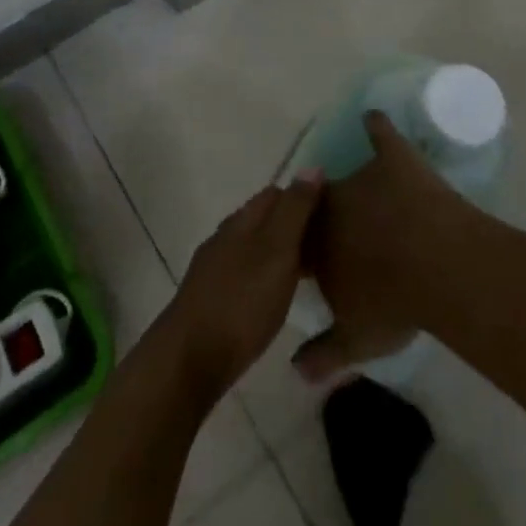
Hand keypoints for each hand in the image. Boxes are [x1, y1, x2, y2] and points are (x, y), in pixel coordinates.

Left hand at [153, 172, 323, 401]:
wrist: (191, 358)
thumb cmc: (242, 301)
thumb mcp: (277, 251)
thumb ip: (295, 210)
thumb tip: (312, 166)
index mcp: (241, 221)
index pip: (276, 193)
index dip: (304, 196)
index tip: (334, 213)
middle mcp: (225, 237)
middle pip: (263, 218)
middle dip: (293, 224)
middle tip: (330, 244)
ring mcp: (215, 267)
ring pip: (254, 246)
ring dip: (279, 251)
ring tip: (311, 269)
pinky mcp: (211, 297)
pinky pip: (246, 272)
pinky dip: (266, 274)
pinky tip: (277, 294)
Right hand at [294, 111, 474, 383]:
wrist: (439, 267)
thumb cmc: (394, 306)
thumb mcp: (357, 341)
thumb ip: (324, 355)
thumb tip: (294, 374)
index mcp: (315, 245)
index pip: (298, 242)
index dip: (305, 249)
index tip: (313, 258)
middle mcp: (329, 205)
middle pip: (318, 205)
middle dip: (325, 216)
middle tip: (344, 229)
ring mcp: (362, 178)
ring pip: (348, 175)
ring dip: (354, 186)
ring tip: (367, 195)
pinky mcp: (393, 157)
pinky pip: (379, 132)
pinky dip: (376, 125)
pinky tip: (373, 117)